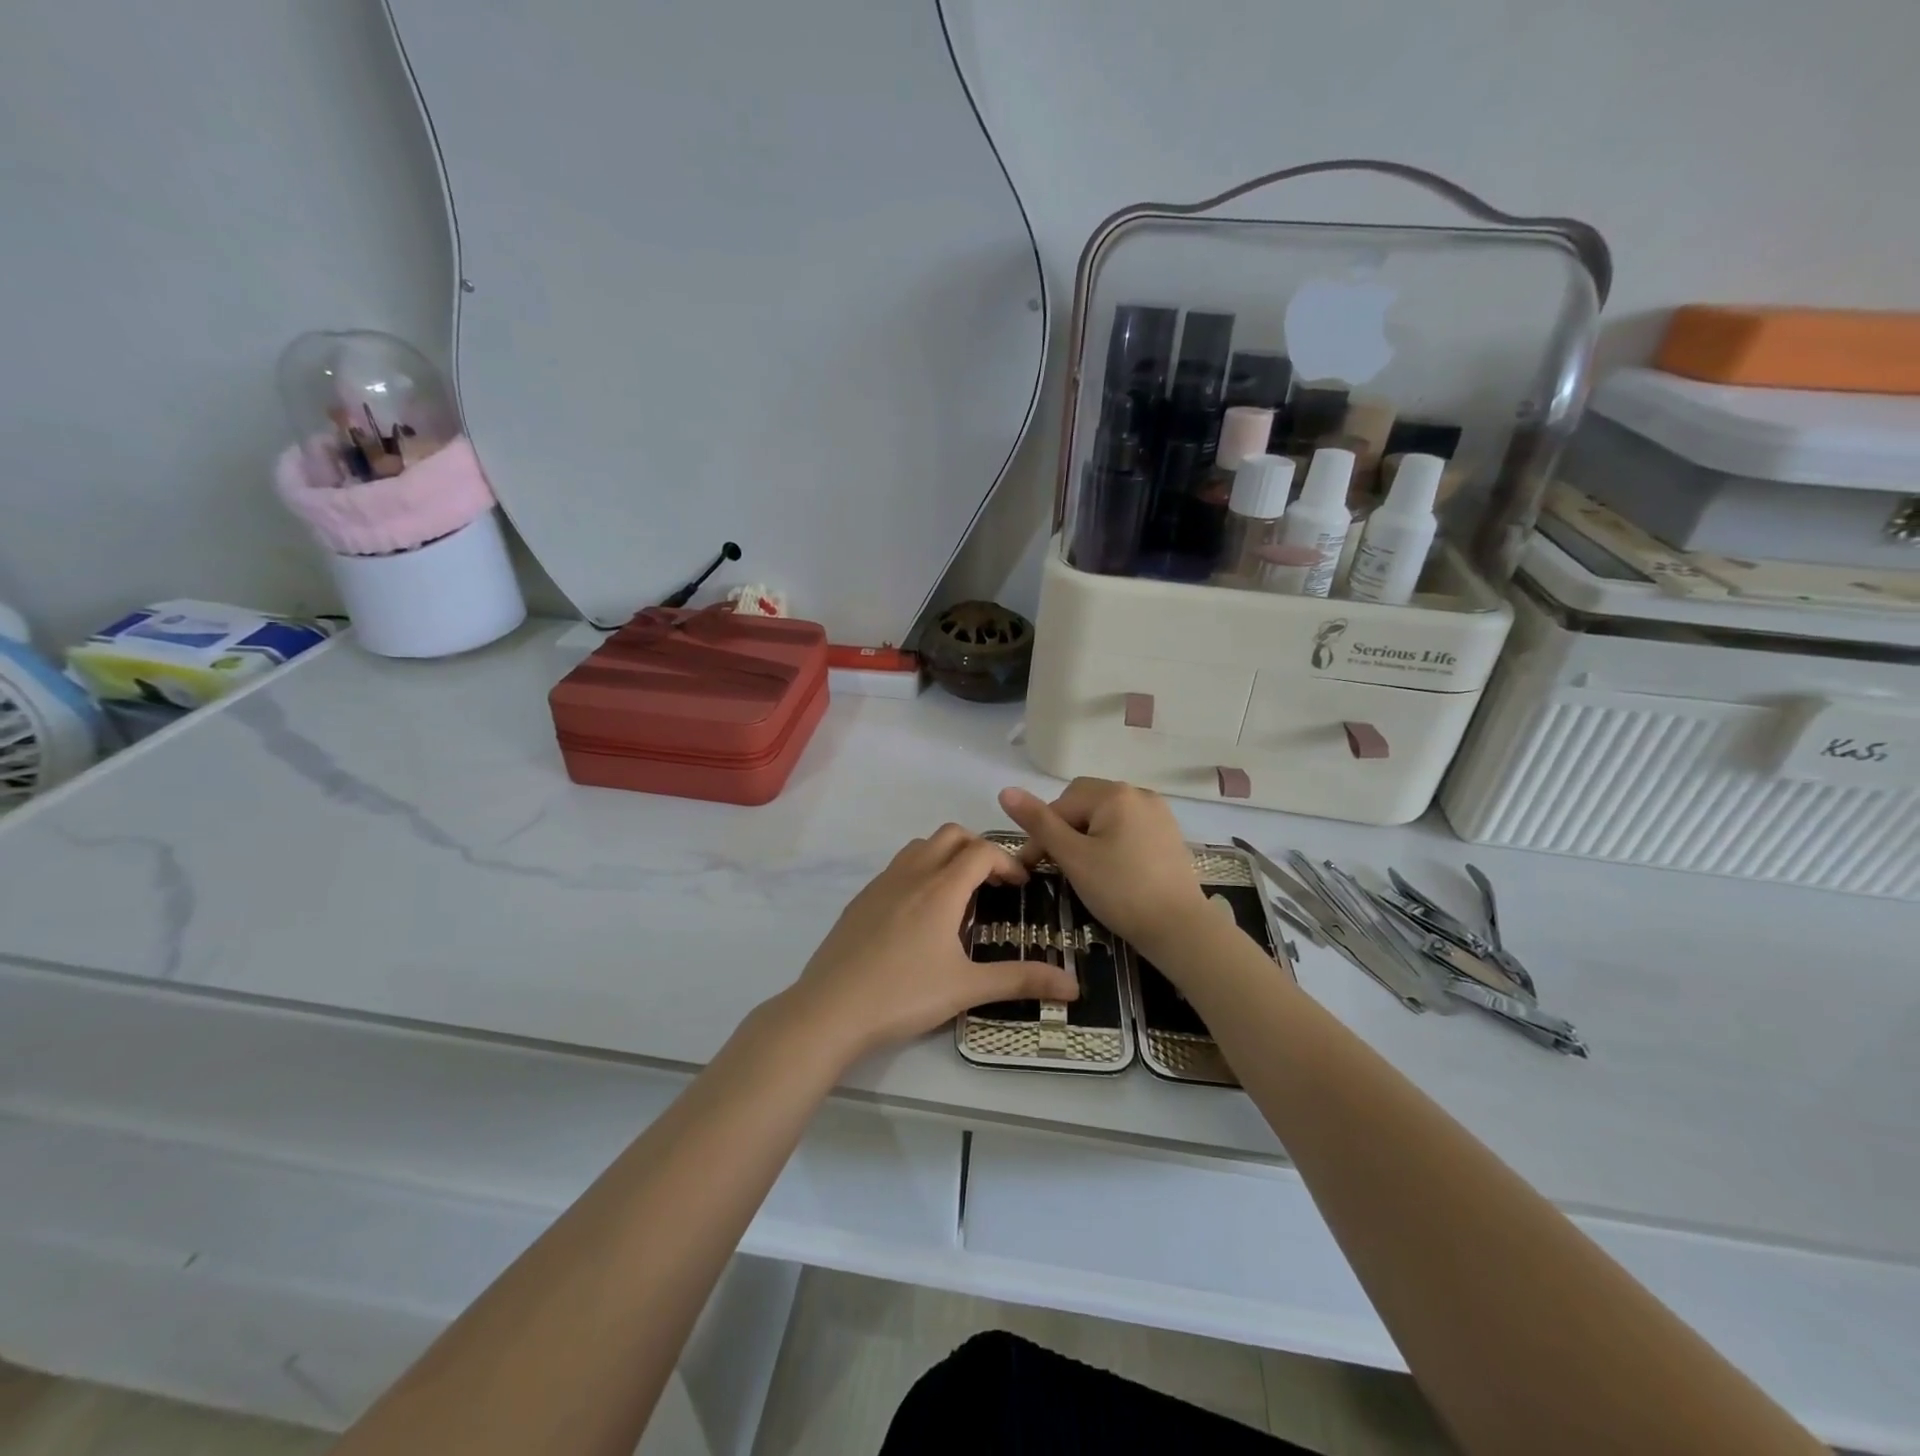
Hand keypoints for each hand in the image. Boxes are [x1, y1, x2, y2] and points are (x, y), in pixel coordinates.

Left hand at [786, 824, 1078, 1060]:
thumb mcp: (967, 988)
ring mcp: (881, 884)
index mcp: (940, 888)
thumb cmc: (903, 995)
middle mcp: (911, 874)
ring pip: (920, 847)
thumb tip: (1073, 984)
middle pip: (950, 835)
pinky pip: (897, 868)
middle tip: (993, 884)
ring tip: (959, 896)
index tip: (1021, 888)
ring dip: (946, 856)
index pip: (982, 851)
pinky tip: (919, 917)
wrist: (830, 1010)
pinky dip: (919, 873)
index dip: (1008, 862)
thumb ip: (1020, 980)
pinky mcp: (860, 900)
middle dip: (978, 849)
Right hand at [998, 779, 1207, 951]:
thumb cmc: (1121, 891)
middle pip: (1085, 803)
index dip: (1041, 833)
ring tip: (1081, 869)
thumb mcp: (1073, 857)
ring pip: (1106, 816)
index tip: (1030, 866)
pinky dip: (1111, 841)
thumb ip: (1039, 823)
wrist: (1180, 929)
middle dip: (1065, 830)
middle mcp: (1139, 793)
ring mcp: (1158, 813)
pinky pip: (1128, 827)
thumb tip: (1005, 791)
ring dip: (1086, 836)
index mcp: (1114, 794)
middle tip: (1056, 866)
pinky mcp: (1169, 834)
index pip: (1062, 803)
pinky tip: (1110, 869)